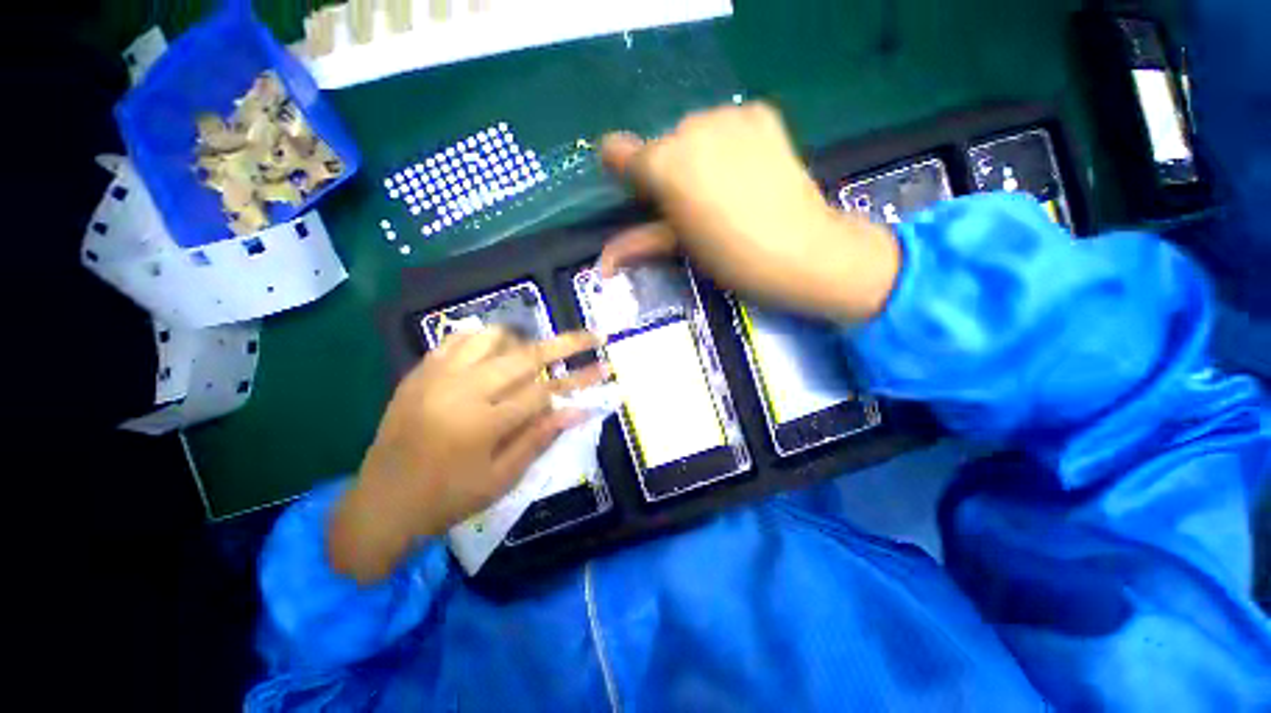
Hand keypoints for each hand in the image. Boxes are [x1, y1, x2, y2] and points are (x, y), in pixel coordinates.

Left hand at [329, 328, 600, 583]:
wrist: (380, 504)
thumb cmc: (447, 500)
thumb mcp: (501, 479)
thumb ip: (539, 438)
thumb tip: (576, 410)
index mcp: (482, 424)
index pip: (544, 391)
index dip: (578, 380)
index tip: (603, 370)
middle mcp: (461, 390)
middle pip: (525, 355)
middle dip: (566, 344)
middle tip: (593, 336)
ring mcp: (436, 376)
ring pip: (492, 337)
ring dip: (523, 340)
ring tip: (537, 353)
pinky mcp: (419, 373)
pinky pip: (457, 340)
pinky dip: (484, 340)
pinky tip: (496, 352)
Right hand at [600, 102, 900, 322]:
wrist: (802, 251)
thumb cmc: (732, 259)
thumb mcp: (681, 250)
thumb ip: (638, 244)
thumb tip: (603, 263)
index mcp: (663, 166)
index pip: (617, 151)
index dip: (623, 171)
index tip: (640, 192)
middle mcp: (689, 129)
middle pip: (662, 146)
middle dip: (668, 172)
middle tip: (692, 206)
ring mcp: (728, 116)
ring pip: (694, 133)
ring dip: (698, 157)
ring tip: (723, 191)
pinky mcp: (761, 115)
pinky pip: (728, 124)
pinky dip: (728, 144)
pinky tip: (747, 171)